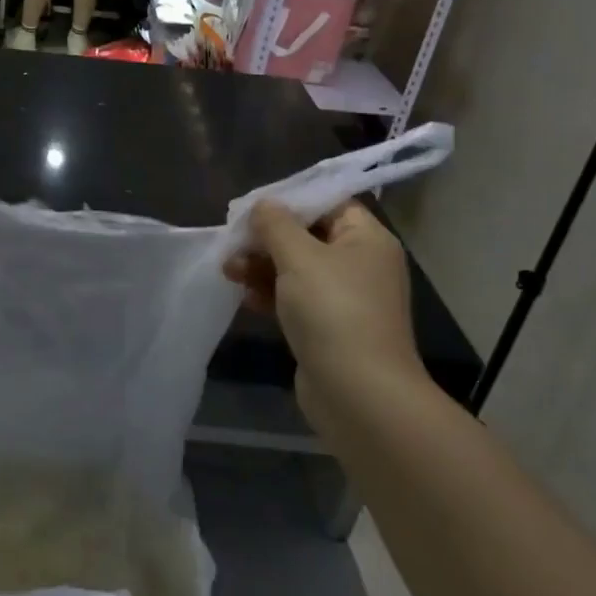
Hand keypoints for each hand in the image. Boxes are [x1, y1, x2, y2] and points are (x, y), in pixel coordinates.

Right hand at [223, 201, 426, 427]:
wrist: (359, 394)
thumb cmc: (333, 311)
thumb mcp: (298, 256)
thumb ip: (275, 224)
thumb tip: (263, 205)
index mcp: (367, 239)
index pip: (329, 203)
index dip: (290, 201)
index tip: (252, 207)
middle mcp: (361, 265)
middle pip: (308, 236)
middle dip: (267, 239)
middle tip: (233, 242)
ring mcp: (346, 299)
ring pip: (297, 269)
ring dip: (261, 267)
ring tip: (229, 271)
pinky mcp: (329, 328)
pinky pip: (295, 299)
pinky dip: (270, 294)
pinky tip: (245, 297)